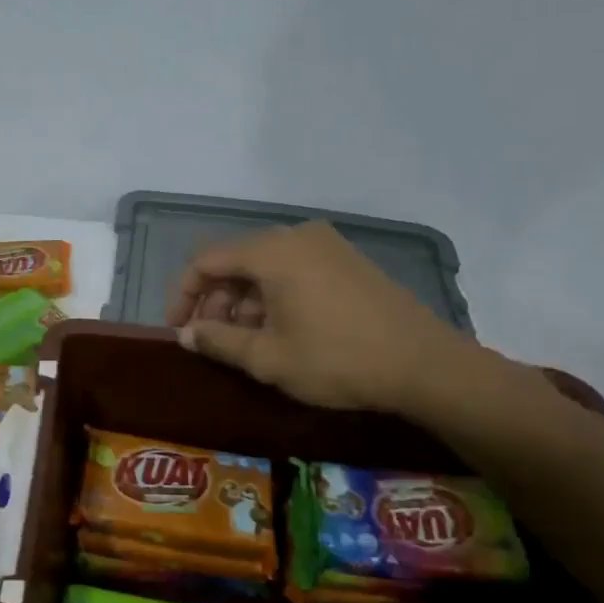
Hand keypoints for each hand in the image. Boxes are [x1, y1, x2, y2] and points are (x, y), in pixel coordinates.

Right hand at [165, 221, 485, 412]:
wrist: (425, 366)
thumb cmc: (337, 360)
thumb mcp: (267, 358)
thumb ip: (218, 340)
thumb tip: (186, 333)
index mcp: (273, 251)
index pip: (207, 261)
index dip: (184, 294)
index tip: (178, 329)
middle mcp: (297, 237)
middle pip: (236, 261)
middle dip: (215, 301)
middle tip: (211, 341)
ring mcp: (327, 246)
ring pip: (265, 267)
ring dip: (243, 302)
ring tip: (244, 342)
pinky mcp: (348, 262)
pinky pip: (293, 270)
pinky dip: (273, 296)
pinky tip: (279, 332)